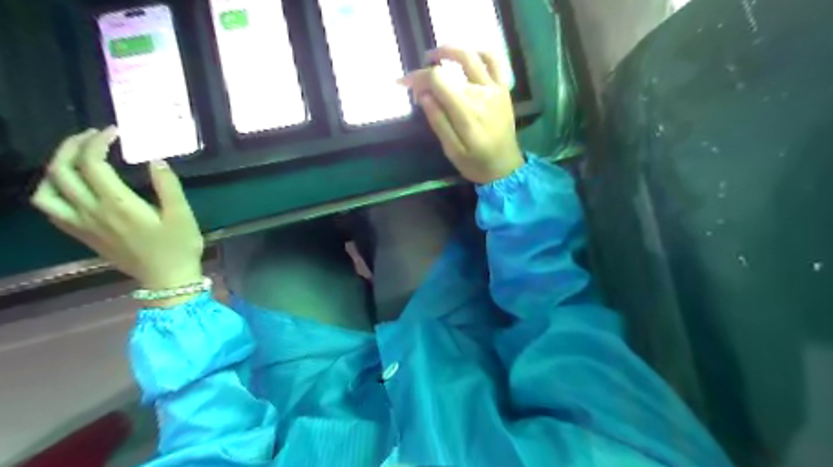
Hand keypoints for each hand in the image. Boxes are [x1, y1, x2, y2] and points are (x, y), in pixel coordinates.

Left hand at [29, 125, 203, 298]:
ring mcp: (82, 225)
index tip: (113, 132)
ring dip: (55, 168)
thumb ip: (168, 186)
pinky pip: (51, 209)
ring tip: (75, 159)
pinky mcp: (82, 235)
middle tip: (92, 136)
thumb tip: (155, 160)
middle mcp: (92, 212)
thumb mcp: (182, 215)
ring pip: (46, 190)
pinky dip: (52, 190)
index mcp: (118, 204)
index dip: (98, 142)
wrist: (167, 279)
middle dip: (72, 146)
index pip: (93, 164)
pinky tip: (71, 186)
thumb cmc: (179, 246)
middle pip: (62, 171)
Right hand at [399, 46, 522, 183]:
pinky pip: (495, 61)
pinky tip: (467, 55)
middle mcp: (482, 94)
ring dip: (451, 51)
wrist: (505, 168)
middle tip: (415, 78)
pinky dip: (479, 52)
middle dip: (428, 70)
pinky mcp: (504, 89)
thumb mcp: (451, 150)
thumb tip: (423, 94)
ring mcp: (495, 89)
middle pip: (451, 68)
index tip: (403, 84)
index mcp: (467, 111)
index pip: (438, 80)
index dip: (418, 77)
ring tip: (435, 56)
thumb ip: (438, 120)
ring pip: (472, 57)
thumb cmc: (476, 164)